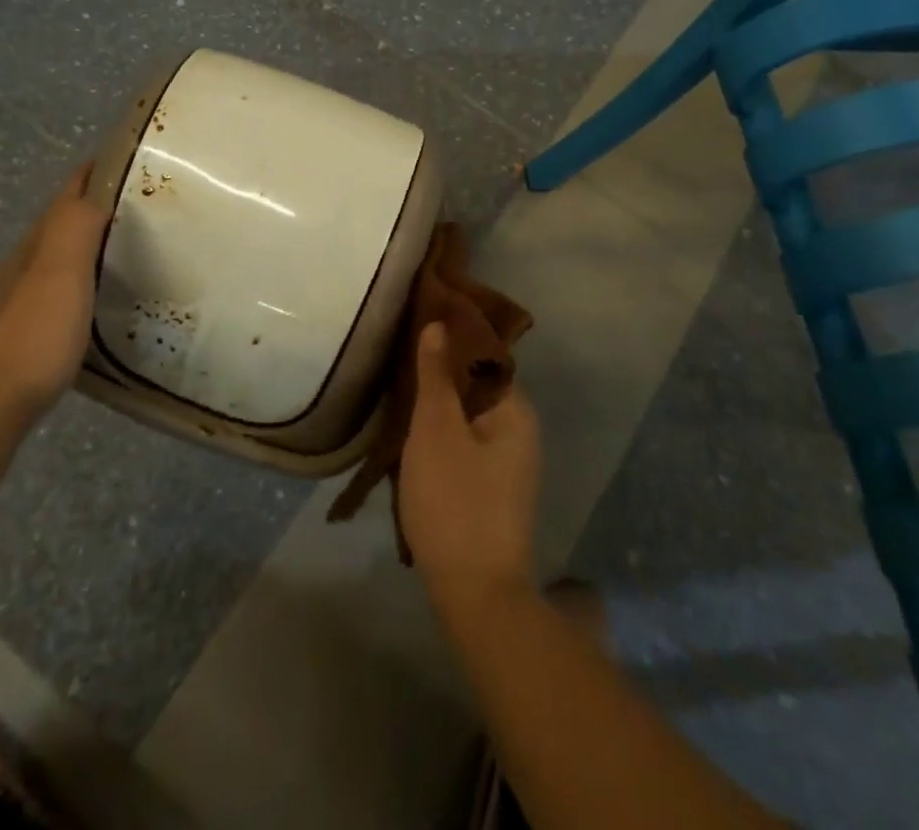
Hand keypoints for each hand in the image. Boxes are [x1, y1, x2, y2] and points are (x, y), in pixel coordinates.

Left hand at [0, 162, 108, 409]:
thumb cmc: (31, 337)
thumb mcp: (61, 274)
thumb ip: (76, 229)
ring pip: (24, 271)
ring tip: (81, 259)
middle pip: (42, 236)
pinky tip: (10, 304)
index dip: (84, 181)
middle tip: (112, 215)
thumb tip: (93, 189)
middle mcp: (8, 276)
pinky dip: (19, 298)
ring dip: (49, 257)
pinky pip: (8, 309)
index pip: (60, 204)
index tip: (110, 163)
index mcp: (30, 254)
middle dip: (72, 218)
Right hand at [398, 322, 541, 618]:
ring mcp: (508, 465)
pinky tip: (411, 439)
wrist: (475, 594)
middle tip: (399, 362)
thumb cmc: (455, 500)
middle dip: (439, 375)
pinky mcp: (492, 491)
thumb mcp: (436, 429)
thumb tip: (439, 324)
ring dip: (436, 408)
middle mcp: (520, 432)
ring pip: (467, 418)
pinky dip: (440, 437)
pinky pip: (465, 446)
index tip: (417, 326)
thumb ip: (435, 375)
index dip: (452, 339)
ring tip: (398, 395)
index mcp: (515, 411)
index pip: (484, 356)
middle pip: (475, 387)